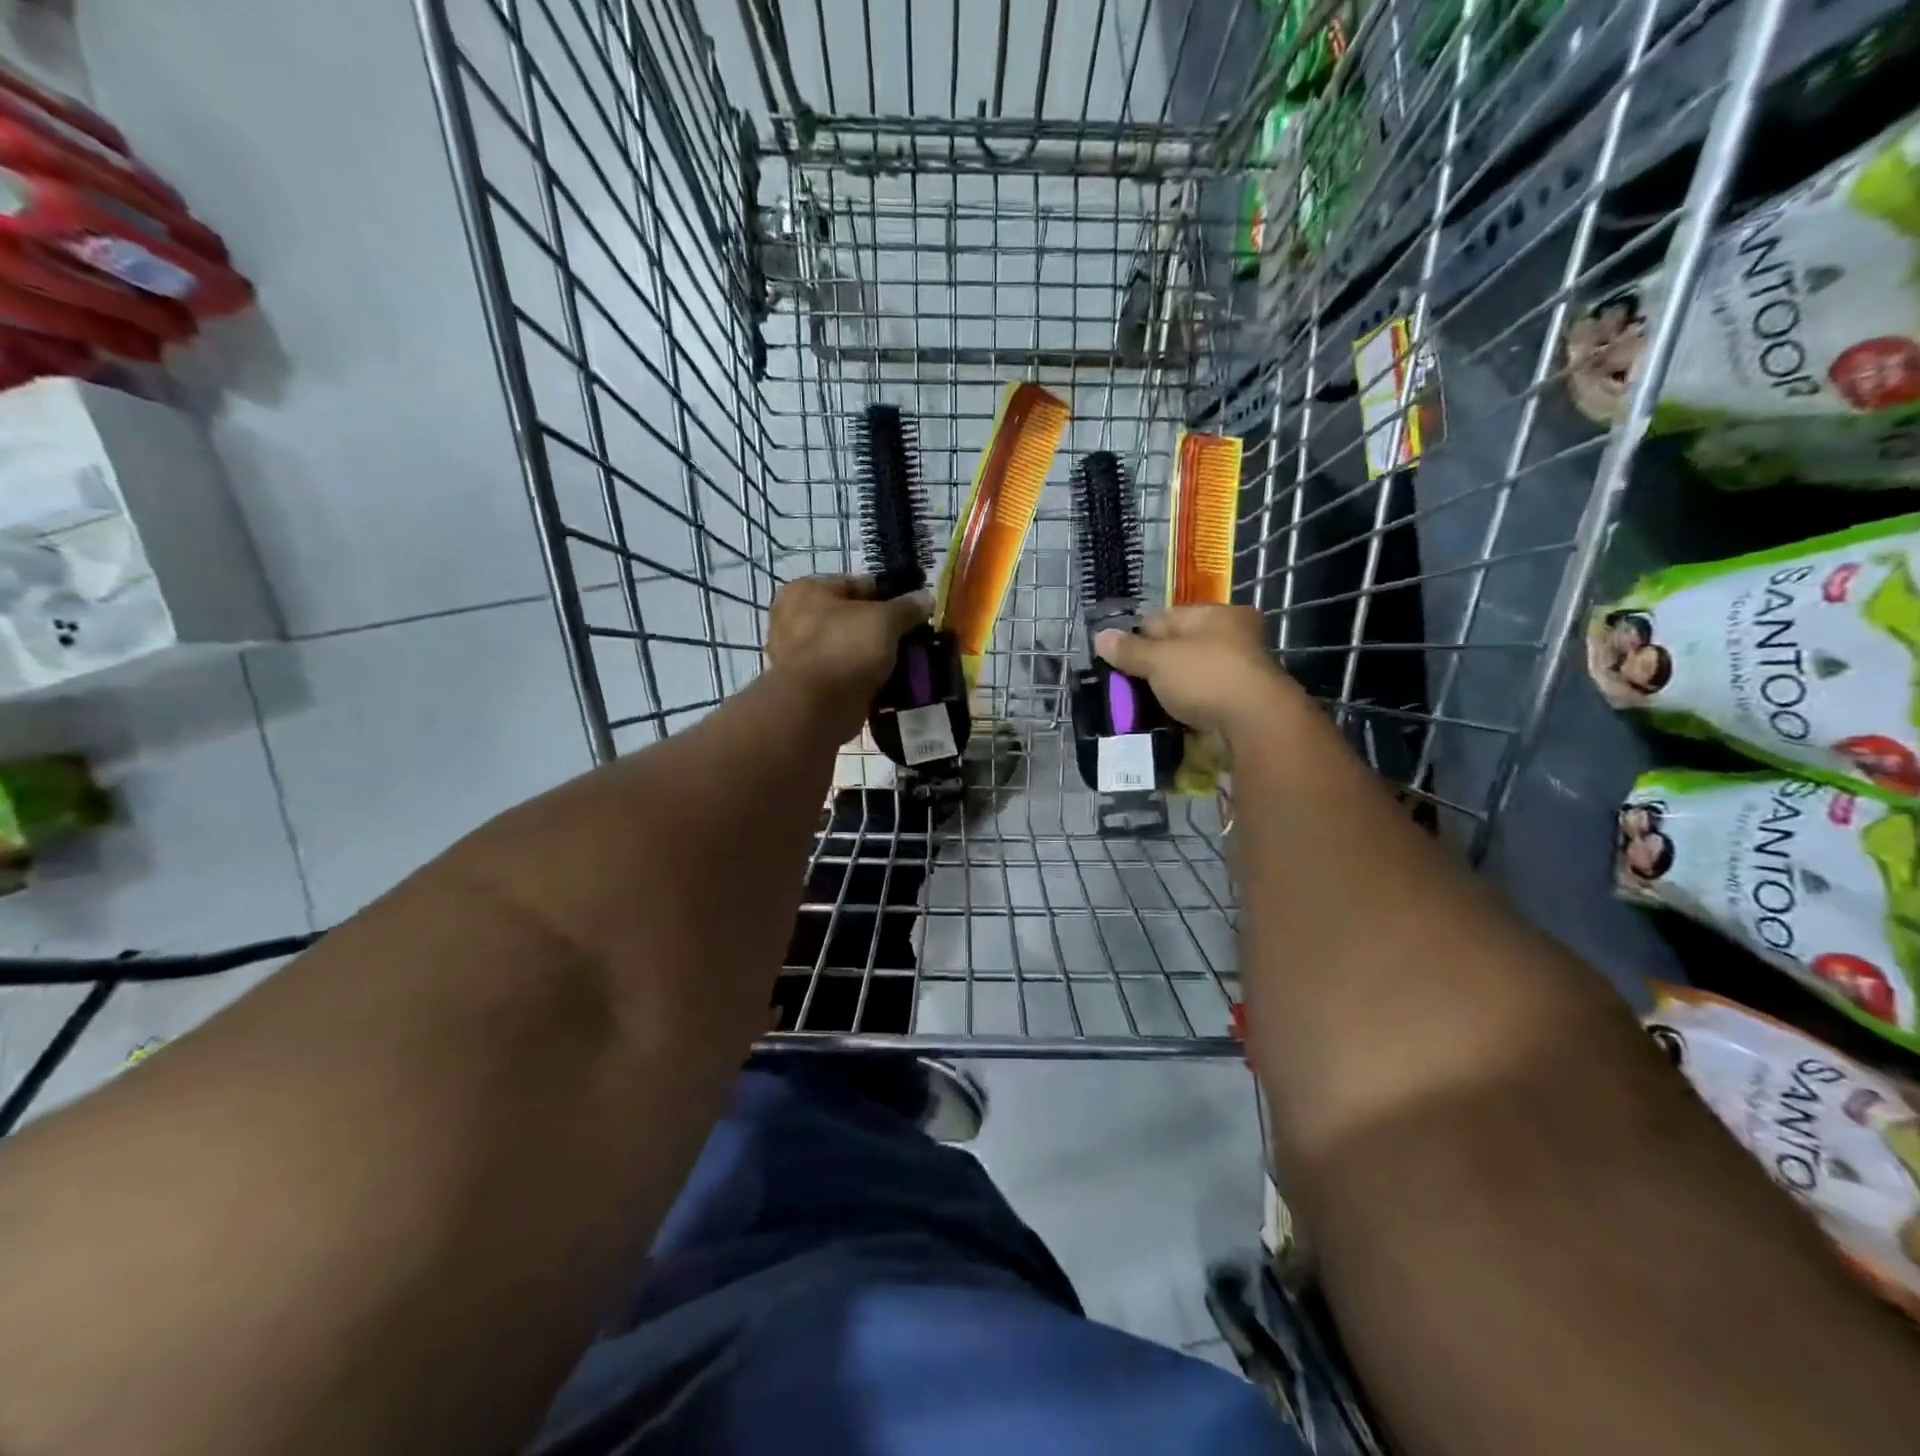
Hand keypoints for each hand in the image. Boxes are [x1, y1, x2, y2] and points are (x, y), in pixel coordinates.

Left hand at [766, 575, 931, 733]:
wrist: (817, 707)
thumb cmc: (845, 647)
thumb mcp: (885, 619)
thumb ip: (907, 607)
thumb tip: (926, 597)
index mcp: (806, 590)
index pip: (857, 585)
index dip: (889, 595)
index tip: (914, 611)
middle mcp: (796, 618)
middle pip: (852, 618)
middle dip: (882, 629)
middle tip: (912, 639)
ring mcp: (800, 655)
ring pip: (849, 648)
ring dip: (874, 656)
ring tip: (906, 663)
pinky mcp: (809, 686)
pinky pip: (845, 675)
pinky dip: (864, 678)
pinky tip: (889, 683)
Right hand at [1093, 605, 1299, 742]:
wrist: (1253, 726)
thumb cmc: (1206, 677)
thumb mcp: (1159, 659)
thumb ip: (1129, 650)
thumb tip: (1100, 637)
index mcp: (1219, 616)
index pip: (1167, 618)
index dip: (1138, 635)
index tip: (1115, 655)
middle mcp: (1233, 640)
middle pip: (1178, 649)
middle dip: (1150, 666)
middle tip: (1121, 683)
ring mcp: (1237, 674)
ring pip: (1187, 678)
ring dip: (1163, 691)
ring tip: (1133, 704)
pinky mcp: (1236, 705)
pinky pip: (1198, 702)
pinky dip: (1179, 709)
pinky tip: (1157, 718)